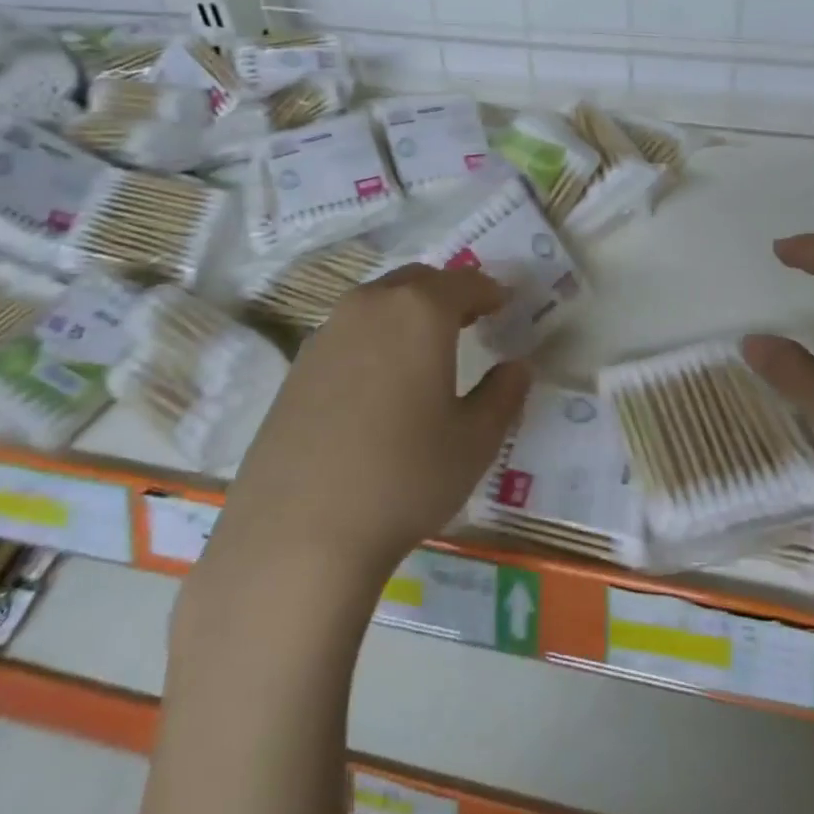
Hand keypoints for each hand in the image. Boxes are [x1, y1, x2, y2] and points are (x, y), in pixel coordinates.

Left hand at [206, 264, 530, 583]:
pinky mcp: (298, 364)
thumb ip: (503, 394)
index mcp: (419, 311)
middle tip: (471, 321)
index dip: (490, 291)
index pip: (465, 282)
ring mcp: (327, 332)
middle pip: (418, 281)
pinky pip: (349, 332)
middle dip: (448, 294)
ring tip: (426, 350)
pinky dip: (375, 338)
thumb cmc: (405, 476)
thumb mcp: (474, 440)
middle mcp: (371, 306)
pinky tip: (380, 382)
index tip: (506, 305)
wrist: (298, 532)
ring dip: (408, 313)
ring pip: (379, 303)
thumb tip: (516, 367)